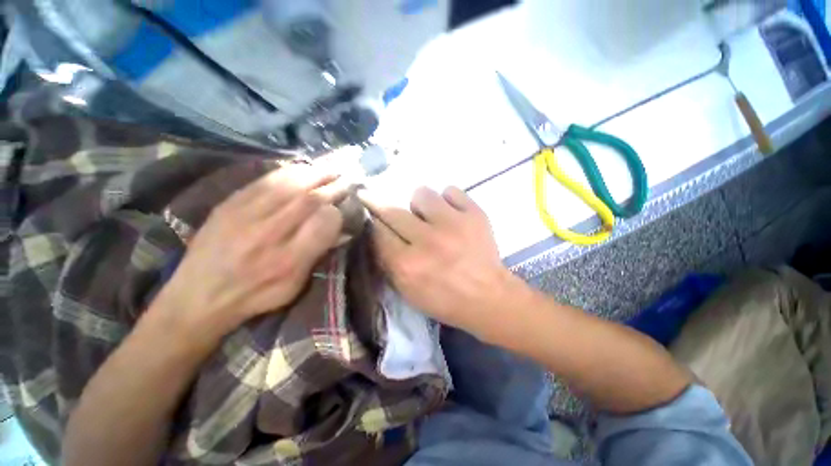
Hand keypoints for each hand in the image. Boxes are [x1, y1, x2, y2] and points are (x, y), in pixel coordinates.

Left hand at [153, 165, 346, 340]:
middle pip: (309, 201)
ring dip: (315, 174)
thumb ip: (318, 255)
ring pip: (289, 186)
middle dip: (333, 186)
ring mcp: (245, 216)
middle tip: (347, 178)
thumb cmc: (255, 296)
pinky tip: (303, 169)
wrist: (197, 297)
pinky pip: (264, 181)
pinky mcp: (229, 205)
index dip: (339, 210)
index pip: (323, 224)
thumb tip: (340, 229)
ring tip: (331, 169)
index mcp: (288, 260)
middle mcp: (269, 235)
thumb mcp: (295, 285)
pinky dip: (289, 172)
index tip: (347, 204)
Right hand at [358, 186, 519, 331]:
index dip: (372, 223)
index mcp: (407, 265)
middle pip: (392, 210)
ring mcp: (452, 224)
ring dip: (420, 205)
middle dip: (382, 207)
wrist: (488, 298)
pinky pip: (450, 191)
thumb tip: (376, 231)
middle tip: (387, 208)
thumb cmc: (444, 300)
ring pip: (421, 194)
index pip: (376, 232)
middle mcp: (426, 241)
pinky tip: (451, 214)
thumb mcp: (407, 291)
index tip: (372, 218)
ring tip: (429, 217)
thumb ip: (387, 261)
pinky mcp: (474, 214)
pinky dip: (447, 200)